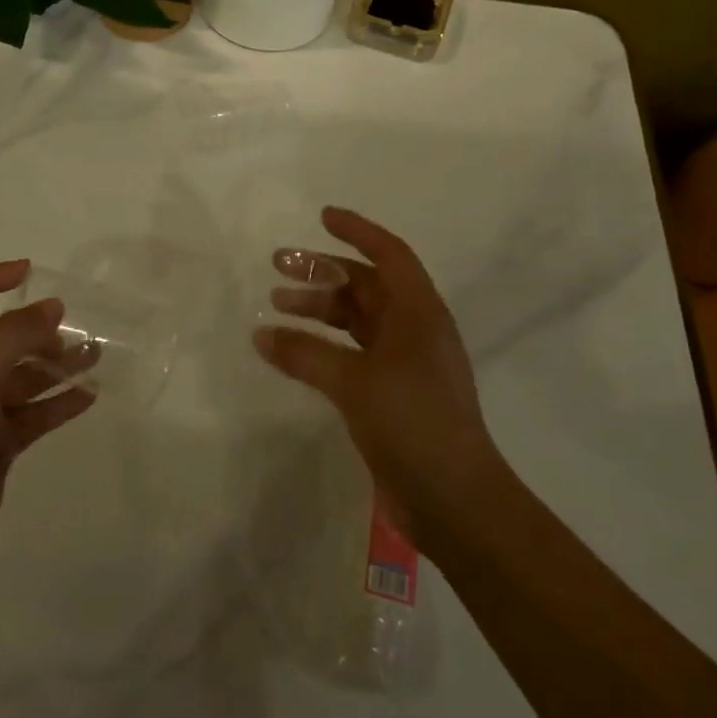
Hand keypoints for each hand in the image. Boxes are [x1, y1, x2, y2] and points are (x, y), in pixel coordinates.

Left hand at [0, 261, 95, 582]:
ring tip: (95, 356)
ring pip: (22, 378)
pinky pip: (32, 415)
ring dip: (55, 366)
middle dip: (36, 331)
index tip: (29, 271)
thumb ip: (16, 335)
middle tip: (75, 328)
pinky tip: (89, 396)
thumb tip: (53, 307)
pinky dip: (58, 404)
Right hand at [253, 207, 496, 540]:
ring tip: (276, 307)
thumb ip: (305, 354)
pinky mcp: (393, 393)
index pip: (390, 255)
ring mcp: (405, 363)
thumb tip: (261, 334)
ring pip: (357, 320)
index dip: (358, 231)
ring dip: (320, 309)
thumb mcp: (354, 382)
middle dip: (324, 272)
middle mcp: (414, 330)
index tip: (322, 217)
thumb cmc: (413, 422)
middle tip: (279, 266)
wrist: (456, 500)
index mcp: (419, 313)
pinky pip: (352, 353)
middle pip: (367, 285)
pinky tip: (293, 351)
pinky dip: (323, 345)